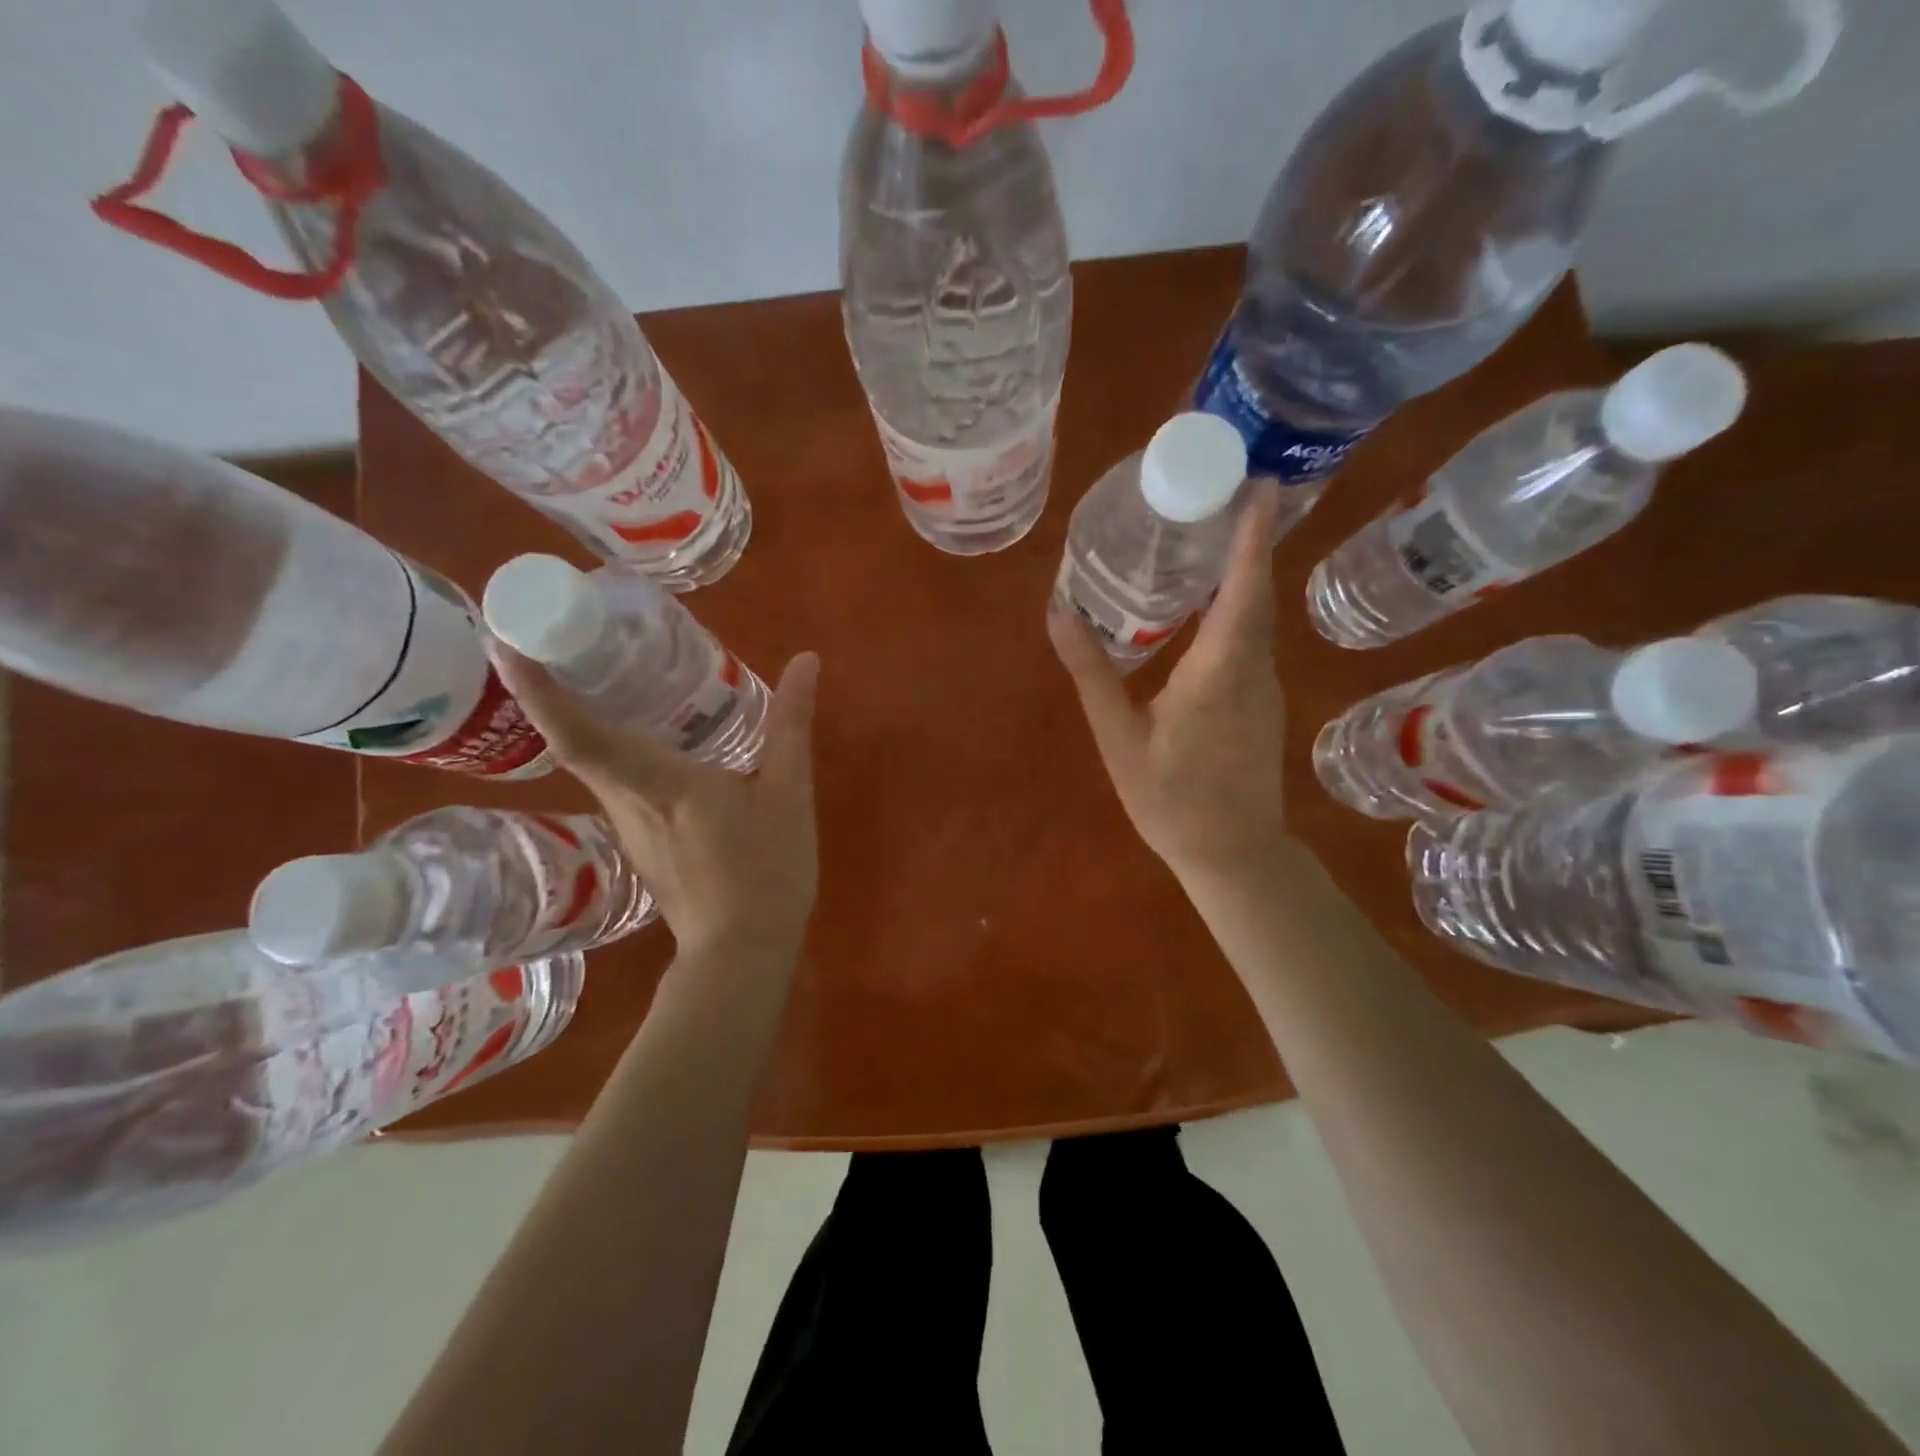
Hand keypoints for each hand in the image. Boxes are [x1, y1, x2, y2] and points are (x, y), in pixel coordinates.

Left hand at [494, 648, 821, 958]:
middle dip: (553, 685)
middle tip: (562, 629)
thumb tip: (806, 661)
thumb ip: (791, 725)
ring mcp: (627, 825)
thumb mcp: (787, 795)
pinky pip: (615, 778)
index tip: (505, 642)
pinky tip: (647, 729)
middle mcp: (625, 801)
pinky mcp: (638, 839)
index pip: (581, 734)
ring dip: (583, 712)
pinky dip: (614, 743)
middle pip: (574, 739)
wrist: (743, 953)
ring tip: (601, 667)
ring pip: (593, 760)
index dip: (539, 690)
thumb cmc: (766, 872)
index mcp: (659, 785)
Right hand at [1050, 482, 1288, 881]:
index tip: (1260, 484)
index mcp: (1218, 672)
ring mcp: (1265, 685)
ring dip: (1243, 570)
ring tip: (1211, 533)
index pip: (1243, 589)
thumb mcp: (1119, 738)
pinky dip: (1238, 606)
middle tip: (1222, 490)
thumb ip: (1092, 673)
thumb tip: (1060, 612)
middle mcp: (1252, 668)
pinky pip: (1252, 638)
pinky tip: (1209, 603)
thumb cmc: (1171, 800)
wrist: (1232, 852)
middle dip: (1248, 537)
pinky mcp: (1264, 700)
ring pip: (1258, 615)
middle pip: (1256, 591)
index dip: (1252, 536)